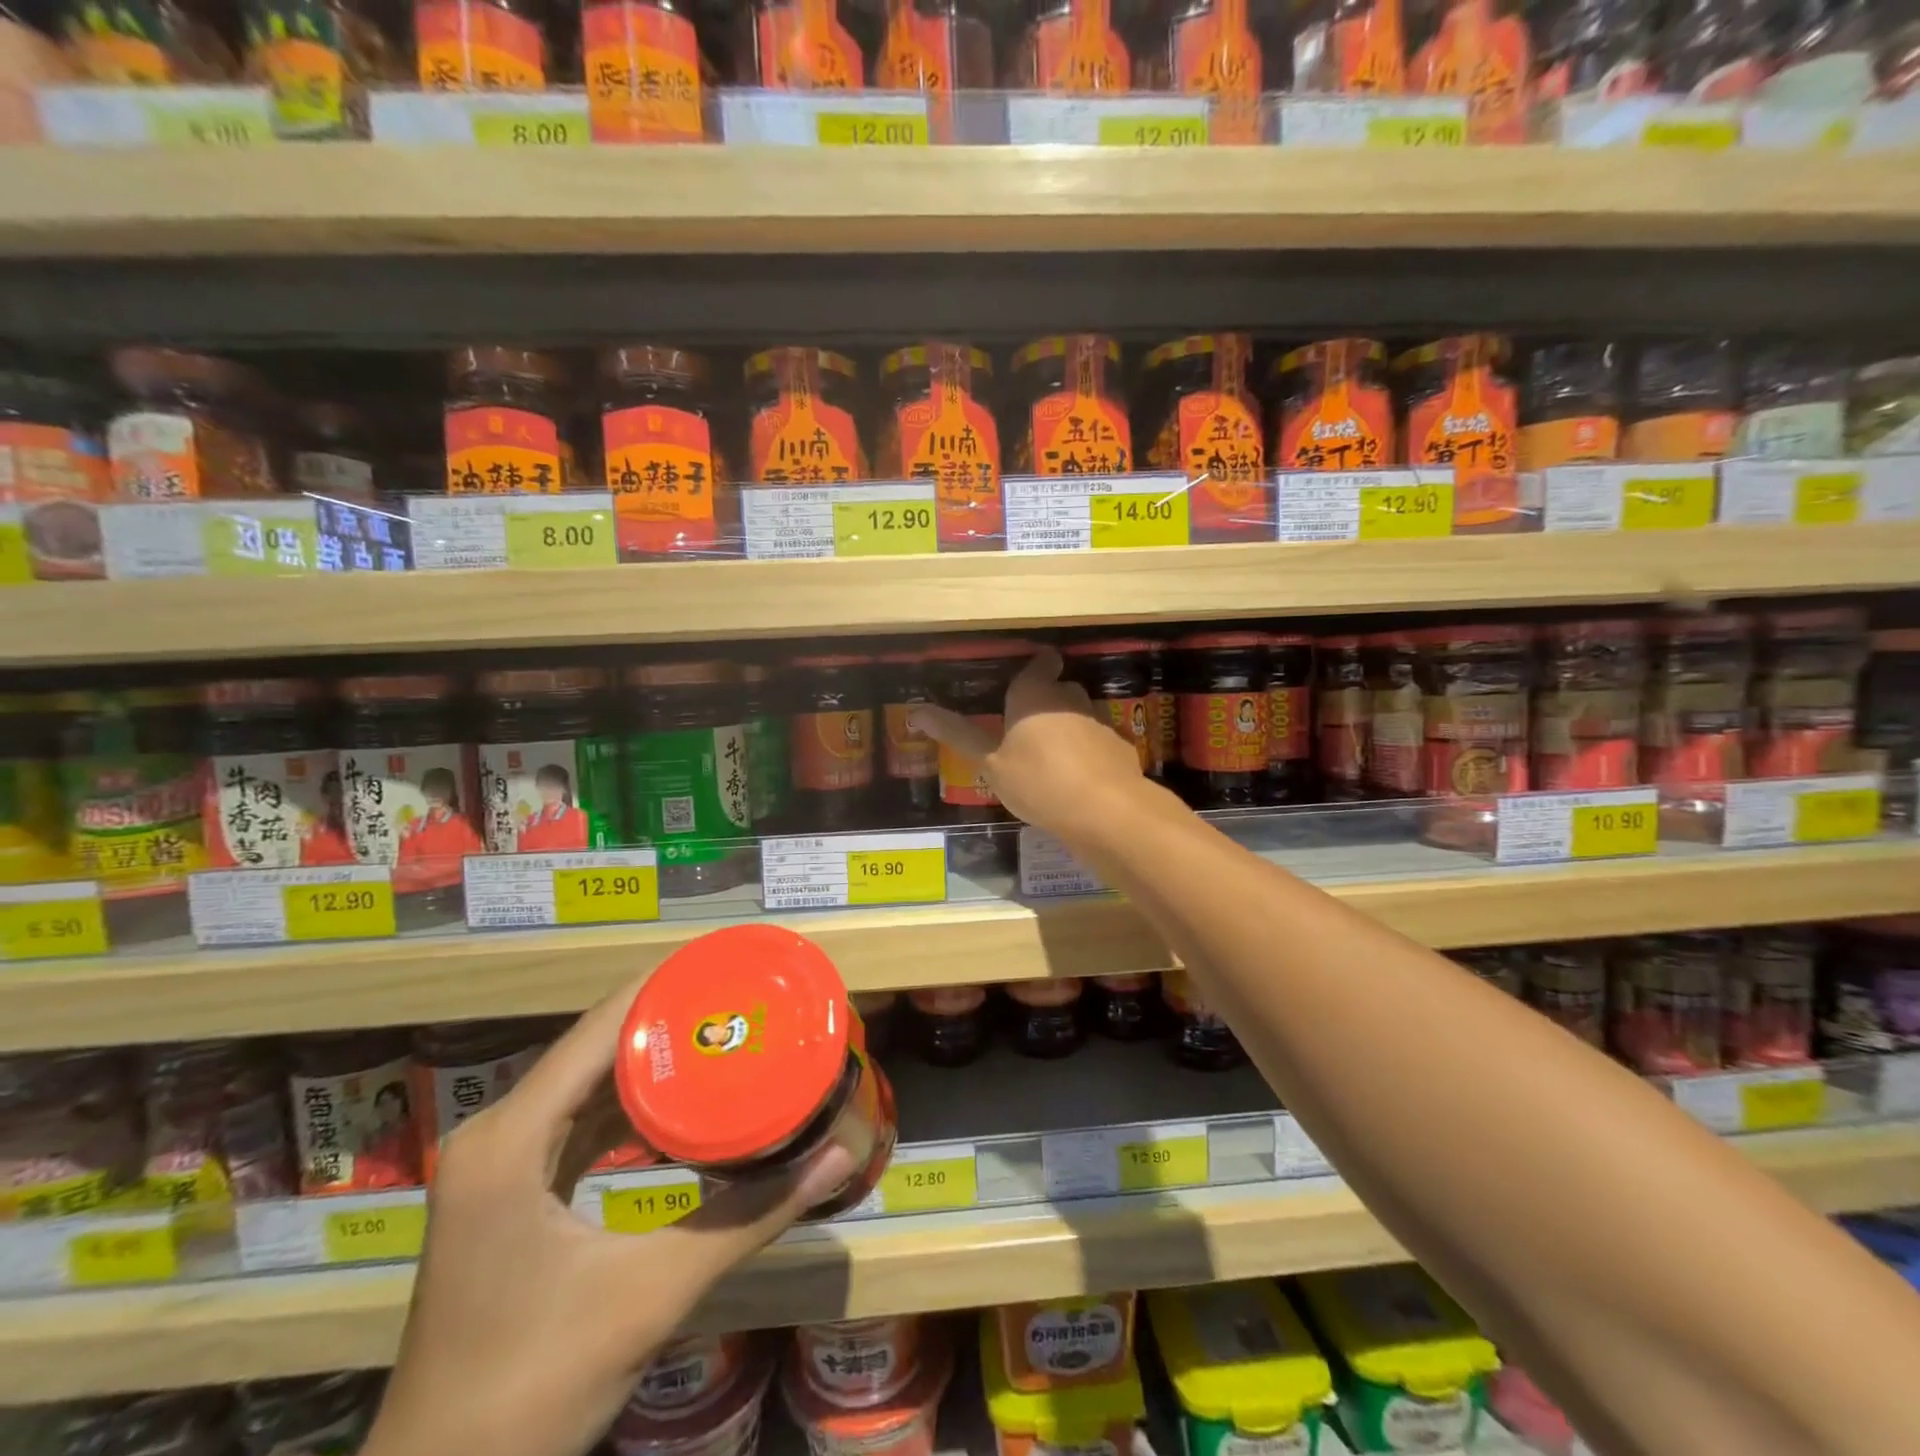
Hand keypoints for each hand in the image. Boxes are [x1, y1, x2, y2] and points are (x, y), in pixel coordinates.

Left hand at [363, 989, 856, 1455]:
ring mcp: (496, 1167)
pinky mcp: (508, 1195)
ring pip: (585, 1083)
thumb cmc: (534, 1387)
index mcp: (509, 1139)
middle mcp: (495, 1135)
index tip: (728, 959)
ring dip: (648, 1058)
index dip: (663, 984)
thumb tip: (836, 1158)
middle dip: (667, 1015)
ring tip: (721, 1028)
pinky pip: (577, 1123)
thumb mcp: (652, 1292)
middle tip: (740, 994)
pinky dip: (628, 1104)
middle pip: (593, 1047)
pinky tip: (679, 1099)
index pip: (598, 1029)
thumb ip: (749, 1218)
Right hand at [910, 647, 1145, 842]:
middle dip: (1046, 701)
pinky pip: (1097, 743)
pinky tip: (1078, 779)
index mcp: (1033, 694)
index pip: (1041, 662)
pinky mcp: (1119, 747)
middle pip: (1060, 688)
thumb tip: (916, 711)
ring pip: (1079, 714)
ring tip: (1049, 757)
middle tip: (1025, 728)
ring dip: (1067, 727)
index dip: (1037, 667)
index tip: (1026, 680)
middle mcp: (1069, 699)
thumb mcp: (990, 764)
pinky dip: (1088, 753)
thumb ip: (957, 735)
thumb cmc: (1037, 781)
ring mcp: (1098, 722)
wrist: (1105, 811)